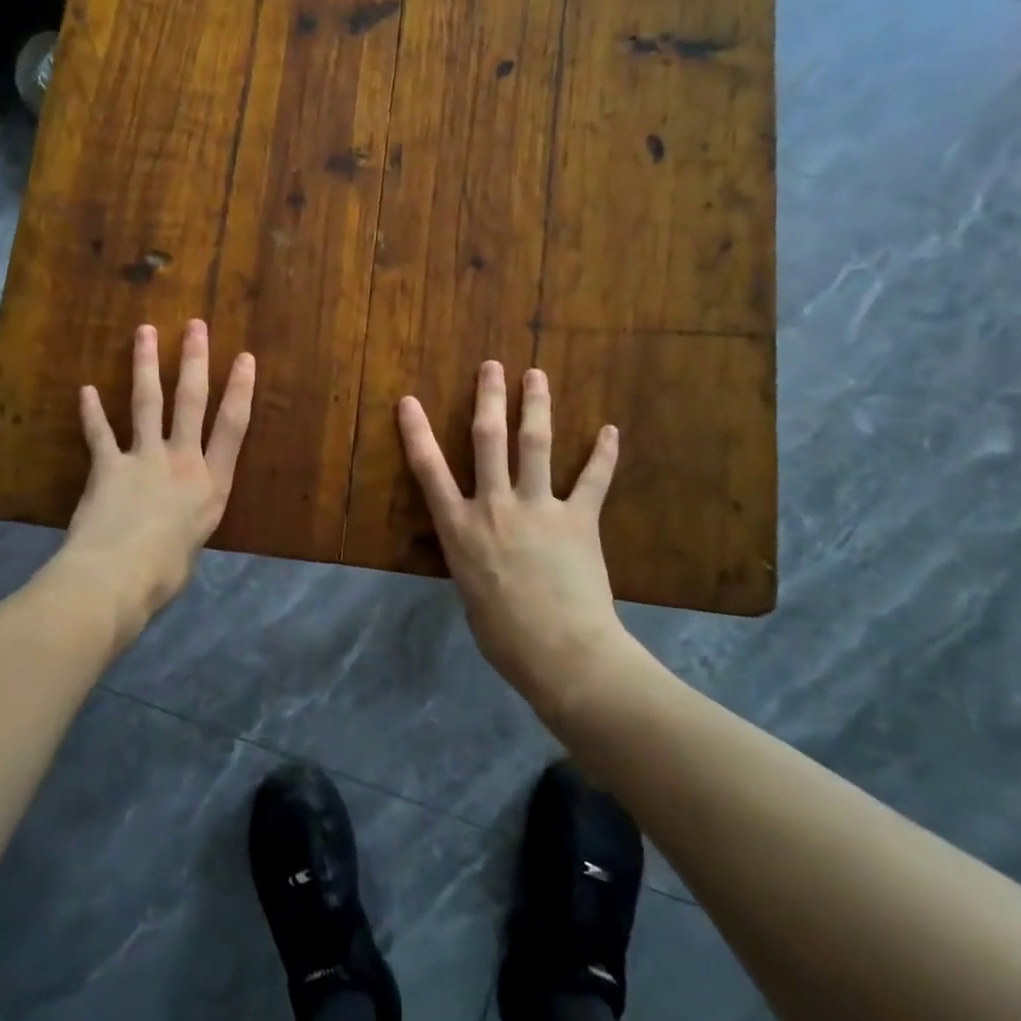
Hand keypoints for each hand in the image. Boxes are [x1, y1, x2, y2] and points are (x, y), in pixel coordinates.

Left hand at [65, 320, 255, 630]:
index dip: (241, 389)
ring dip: (145, 365)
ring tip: (144, 332)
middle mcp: (181, 461)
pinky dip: (91, 412)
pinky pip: (99, 433)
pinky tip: (85, 390)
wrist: (116, 579)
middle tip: (195, 326)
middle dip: (194, 360)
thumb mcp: (193, 544)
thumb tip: (175, 518)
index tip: (245, 358)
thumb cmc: (164, 573)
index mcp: (211, 483)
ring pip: (147, 402)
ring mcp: (143, 459)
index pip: (233, 426)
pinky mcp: (107, 466)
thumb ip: (188, 520)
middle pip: (191, 401)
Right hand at [397, 361, 627, 719]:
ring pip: (536, 444)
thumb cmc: (504, 637)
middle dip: (488, 398)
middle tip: (491, 366)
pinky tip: (611, 431)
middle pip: (488, 439)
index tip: (409, 400)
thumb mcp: (470, 593)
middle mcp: (495, 506)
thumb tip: (482, 550)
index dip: (416, 432)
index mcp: (460, 528)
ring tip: (536, 375)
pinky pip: (593, 480)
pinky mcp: (578, 519)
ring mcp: (538, 508)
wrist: (561, 654)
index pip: (429, 470)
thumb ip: (472, 559)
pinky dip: (603, 455)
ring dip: (536, 406)